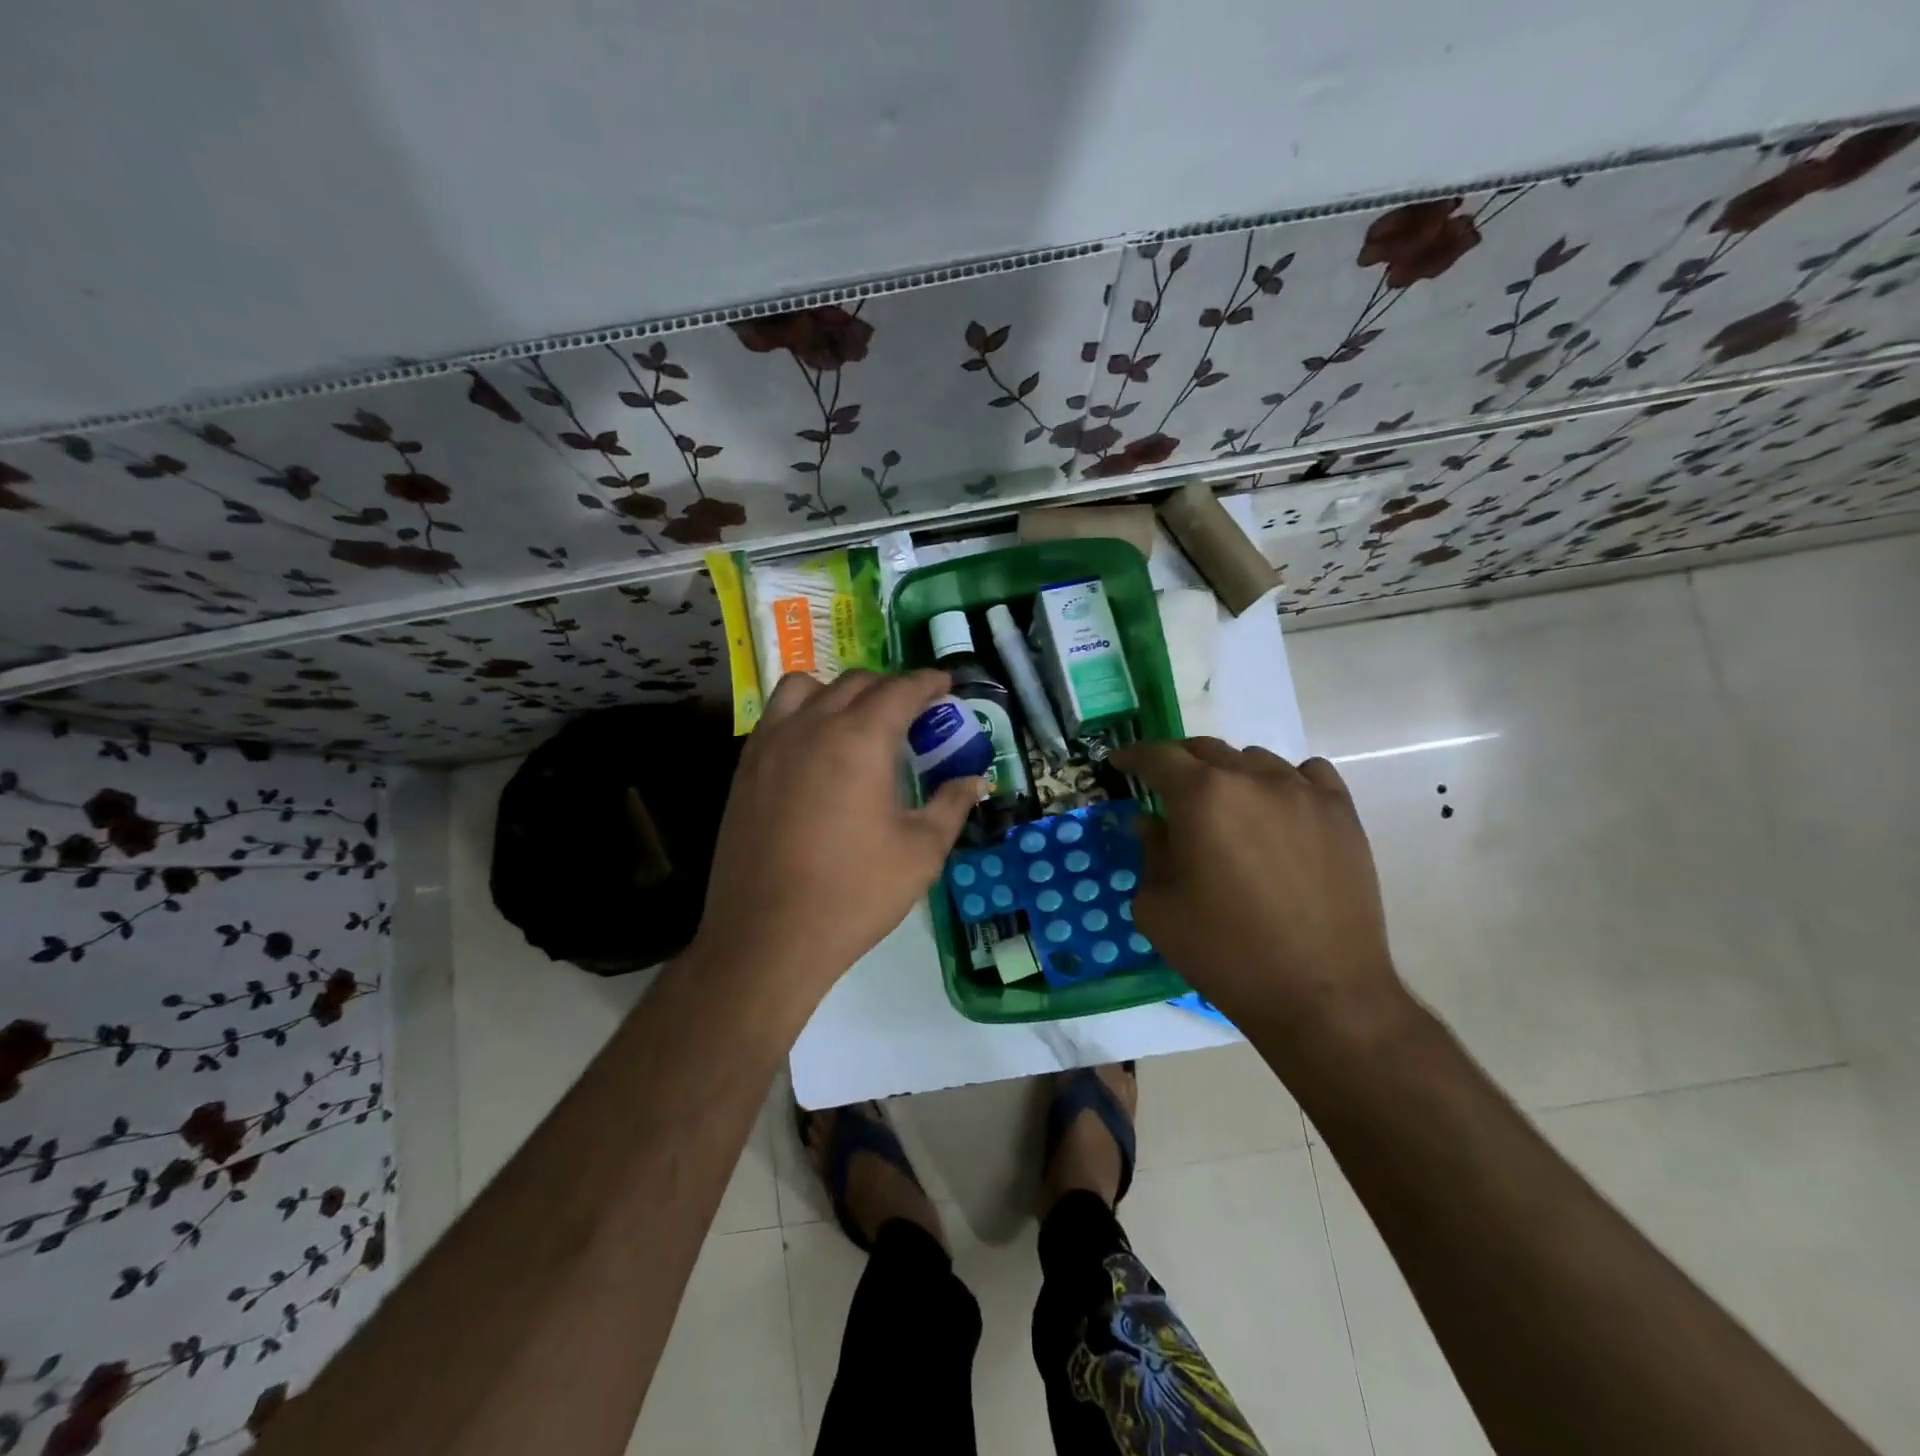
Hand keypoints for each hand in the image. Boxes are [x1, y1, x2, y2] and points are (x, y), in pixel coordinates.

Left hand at [690, 670, 981, 1006]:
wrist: (767, 937)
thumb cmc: (854, 894)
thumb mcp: (921, 853)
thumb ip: (951, 806)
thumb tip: (973, 781)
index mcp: (859, 739)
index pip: (900, 690)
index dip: (928, 683)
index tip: (945, 686)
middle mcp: (811, 726)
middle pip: (855, 683)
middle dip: (890, 688)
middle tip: (912, 714)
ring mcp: (770, 744)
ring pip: (805, 688)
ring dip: (839, 691)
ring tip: (855, 722)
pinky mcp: (744, 769)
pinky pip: (776, 717)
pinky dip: (803, 714)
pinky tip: (815, 752)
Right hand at [1111, 738, 1405, 1039]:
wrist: (1320, 994)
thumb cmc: (1224, 953)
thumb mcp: (1158, 909)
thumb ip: (1150, 853)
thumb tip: (1152, 823)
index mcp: (1201, 796)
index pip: (1158, 757)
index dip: (1133, 756)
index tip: (1121, 763)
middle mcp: (1253, 779)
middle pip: (1206, 750)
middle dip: (1179, 764)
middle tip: (1167, 788)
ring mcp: (1304, 793)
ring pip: (1256, 760)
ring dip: (1230, 775)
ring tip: (1226, 808)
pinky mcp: (1342, 814)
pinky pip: (1307, 775)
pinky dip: (1284, 781)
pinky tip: (1279, 810)